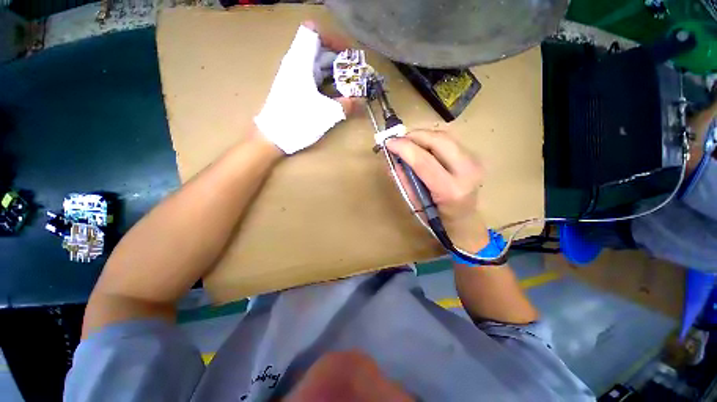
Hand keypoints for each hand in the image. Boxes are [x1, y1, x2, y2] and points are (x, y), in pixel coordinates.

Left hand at [254, 21, 360, 154]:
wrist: (273, 137)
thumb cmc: (297, 122)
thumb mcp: (326, 114)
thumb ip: (347, 105)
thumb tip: (363, 101)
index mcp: (300, 62)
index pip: (313, 31)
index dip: (333, 38)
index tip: (348, 54)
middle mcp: (296, 64)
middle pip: (319, 47)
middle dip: (340, 57)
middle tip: (356, 72)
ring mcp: (294, 76)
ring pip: (317, 62)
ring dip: (335, 70)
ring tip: (350, 83)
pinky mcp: (295, 88)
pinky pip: (314, 75)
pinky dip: (327, 80)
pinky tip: (337, 92)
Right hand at [385, 130, 488, 252]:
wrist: (465, 219)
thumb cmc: (437, 217)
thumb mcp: (415, 203)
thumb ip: (404, 180)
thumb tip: (392, 159)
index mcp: (451, 190)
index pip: (424, 161)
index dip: (404, 148)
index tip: (388, 142)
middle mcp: (467, 172)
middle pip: (439, 140)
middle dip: (414, 136)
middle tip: (397, 140)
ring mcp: (474, 161)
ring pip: (444, 136)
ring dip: (422, 135)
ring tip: (407, 142)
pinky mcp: (474, 156)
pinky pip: (449, 140)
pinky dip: (431, 139)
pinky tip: (421, 146)